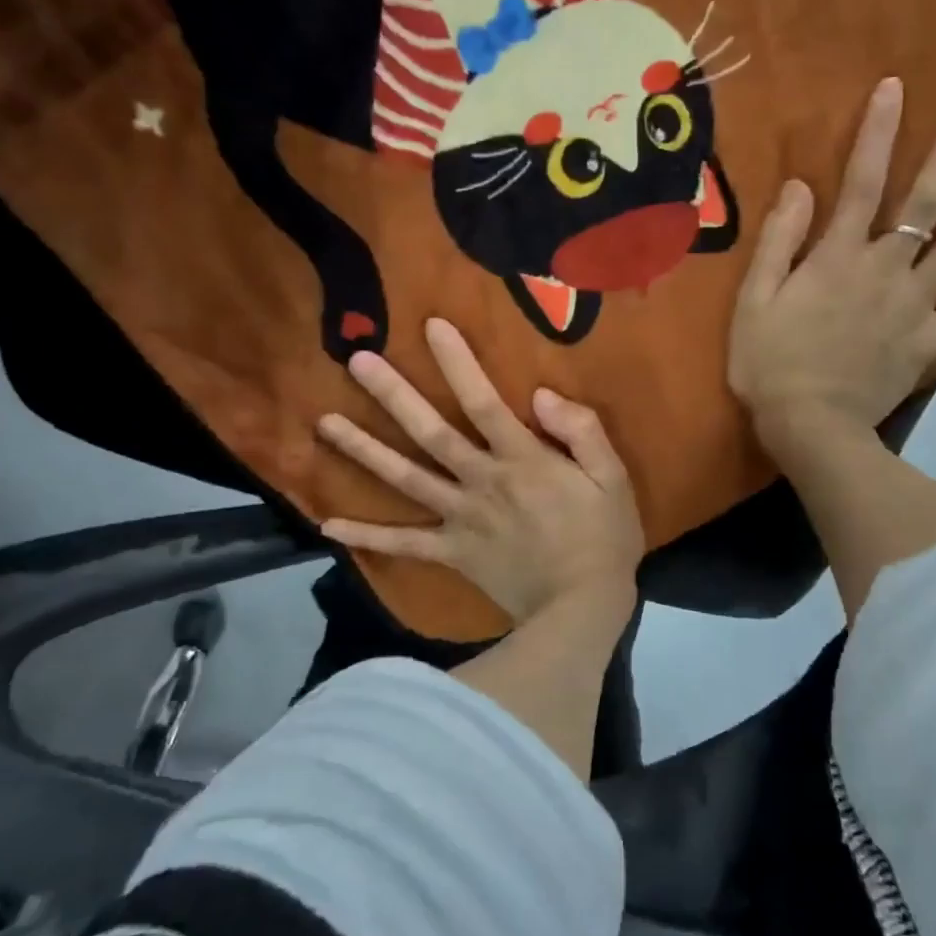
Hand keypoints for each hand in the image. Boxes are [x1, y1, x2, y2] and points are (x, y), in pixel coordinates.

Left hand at [316, 319, 644, 620]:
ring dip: (364, 451)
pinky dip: (367, 536)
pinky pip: (404, 544)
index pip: (484, 401)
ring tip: (324, 423)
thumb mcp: (611, 478)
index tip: (431, 327)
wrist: (582, 608)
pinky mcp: (452, 553)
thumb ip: (581, 431)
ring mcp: (460, 518)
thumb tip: (541, 395)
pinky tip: (328, 524)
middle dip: (394, 395)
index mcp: (521, 460)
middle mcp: (481, 482)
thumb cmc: (603, 538)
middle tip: (357, 361)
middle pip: (431, 433)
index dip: (458, 363)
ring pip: (406, 479)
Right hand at [729, 78, 935, 445]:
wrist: (809, 425)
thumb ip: (779, 242)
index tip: (898, 87)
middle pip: (926, 201)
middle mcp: (885, 270)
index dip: (879, 134)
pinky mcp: (930, 344)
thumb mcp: (754, 300)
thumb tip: (802, 186)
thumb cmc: (769, 363)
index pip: (862, 182)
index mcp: (838, 257)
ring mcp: (915, 306)